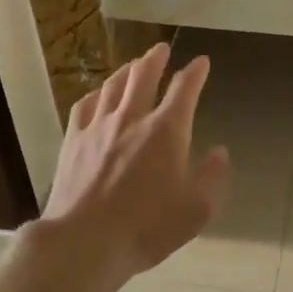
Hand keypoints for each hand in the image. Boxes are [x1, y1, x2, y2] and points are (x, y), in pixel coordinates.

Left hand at [42, 45, 229, 283]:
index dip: (196, 72)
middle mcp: (133, 117)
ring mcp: (99, 126)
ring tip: (133, 65)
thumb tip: (219, 152)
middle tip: (160, 49)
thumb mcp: (196, 210)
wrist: (84, 242)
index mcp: (166, 130)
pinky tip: (97, 96)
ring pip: (113, 85)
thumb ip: (213, 177)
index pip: (185, 88)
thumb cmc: (146, 227)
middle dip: (155, 58)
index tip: (202, 62)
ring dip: (126, 70)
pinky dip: (96, 94)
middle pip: (144, 74)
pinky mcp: (73, 140)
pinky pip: (85, 105)